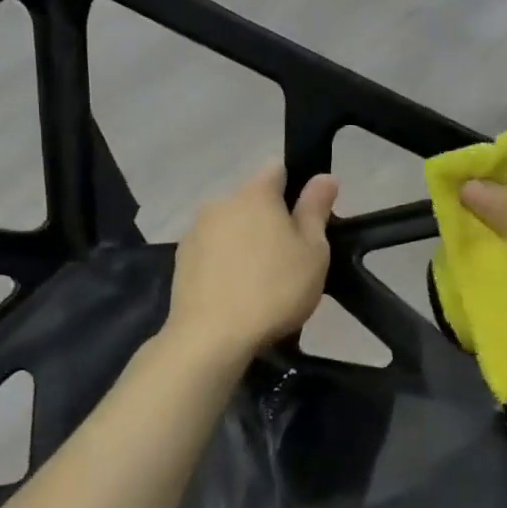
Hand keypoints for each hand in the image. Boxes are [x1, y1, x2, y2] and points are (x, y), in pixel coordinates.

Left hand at [167, 163, 337, 357]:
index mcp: (255, 194)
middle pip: (253, 200)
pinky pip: (213, 249)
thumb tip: (324, 177)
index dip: (296, 189)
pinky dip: (226, 261)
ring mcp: (196, 231)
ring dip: (246, 240)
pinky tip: (237, 291)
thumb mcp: (313, 251)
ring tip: (262, 280)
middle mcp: (221, 202)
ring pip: (231, 225)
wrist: (211, 337)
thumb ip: (316, 209)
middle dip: (271, 218)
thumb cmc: (274, 290)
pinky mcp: (181, 260)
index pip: (278, 170)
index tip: (307, 221)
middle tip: (290, 257)